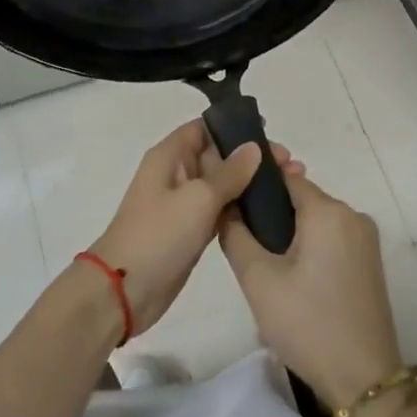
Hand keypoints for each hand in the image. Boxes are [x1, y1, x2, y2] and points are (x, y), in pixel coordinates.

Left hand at [88, 123, 301, 334]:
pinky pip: (220, 210)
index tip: (271, 134)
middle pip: (218, 155)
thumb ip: (229, 173)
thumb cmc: (158, 234)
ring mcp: (183, 204)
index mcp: (170, 155)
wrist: (124, 289)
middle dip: (252, 157)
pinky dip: (241, 208)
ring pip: (222, 184)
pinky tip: (270, 212)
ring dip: (251, 184)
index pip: (205, 128)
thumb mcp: (198, 198)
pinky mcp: (190, 231)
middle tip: (292, 165)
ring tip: (291, 185)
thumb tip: (253, 147)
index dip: (235, 127)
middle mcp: (176, 174)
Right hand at [220, 171, 402, 409]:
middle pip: (300, 199)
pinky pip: (330, 239)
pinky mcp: (369, 262)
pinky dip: (308, 247)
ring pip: (315, 221)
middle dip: (271, 214)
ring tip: (264, 266)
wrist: (364, 382)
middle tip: (244, 244)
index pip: (284, 178)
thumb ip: (235, 234)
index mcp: (329, 210)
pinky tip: (290, 277)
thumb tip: (226, 206)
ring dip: (289, 233)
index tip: (231, 204)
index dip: (255, 187)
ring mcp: (366, 239)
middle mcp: (353, 215)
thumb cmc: (308, 324)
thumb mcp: (258, 279)